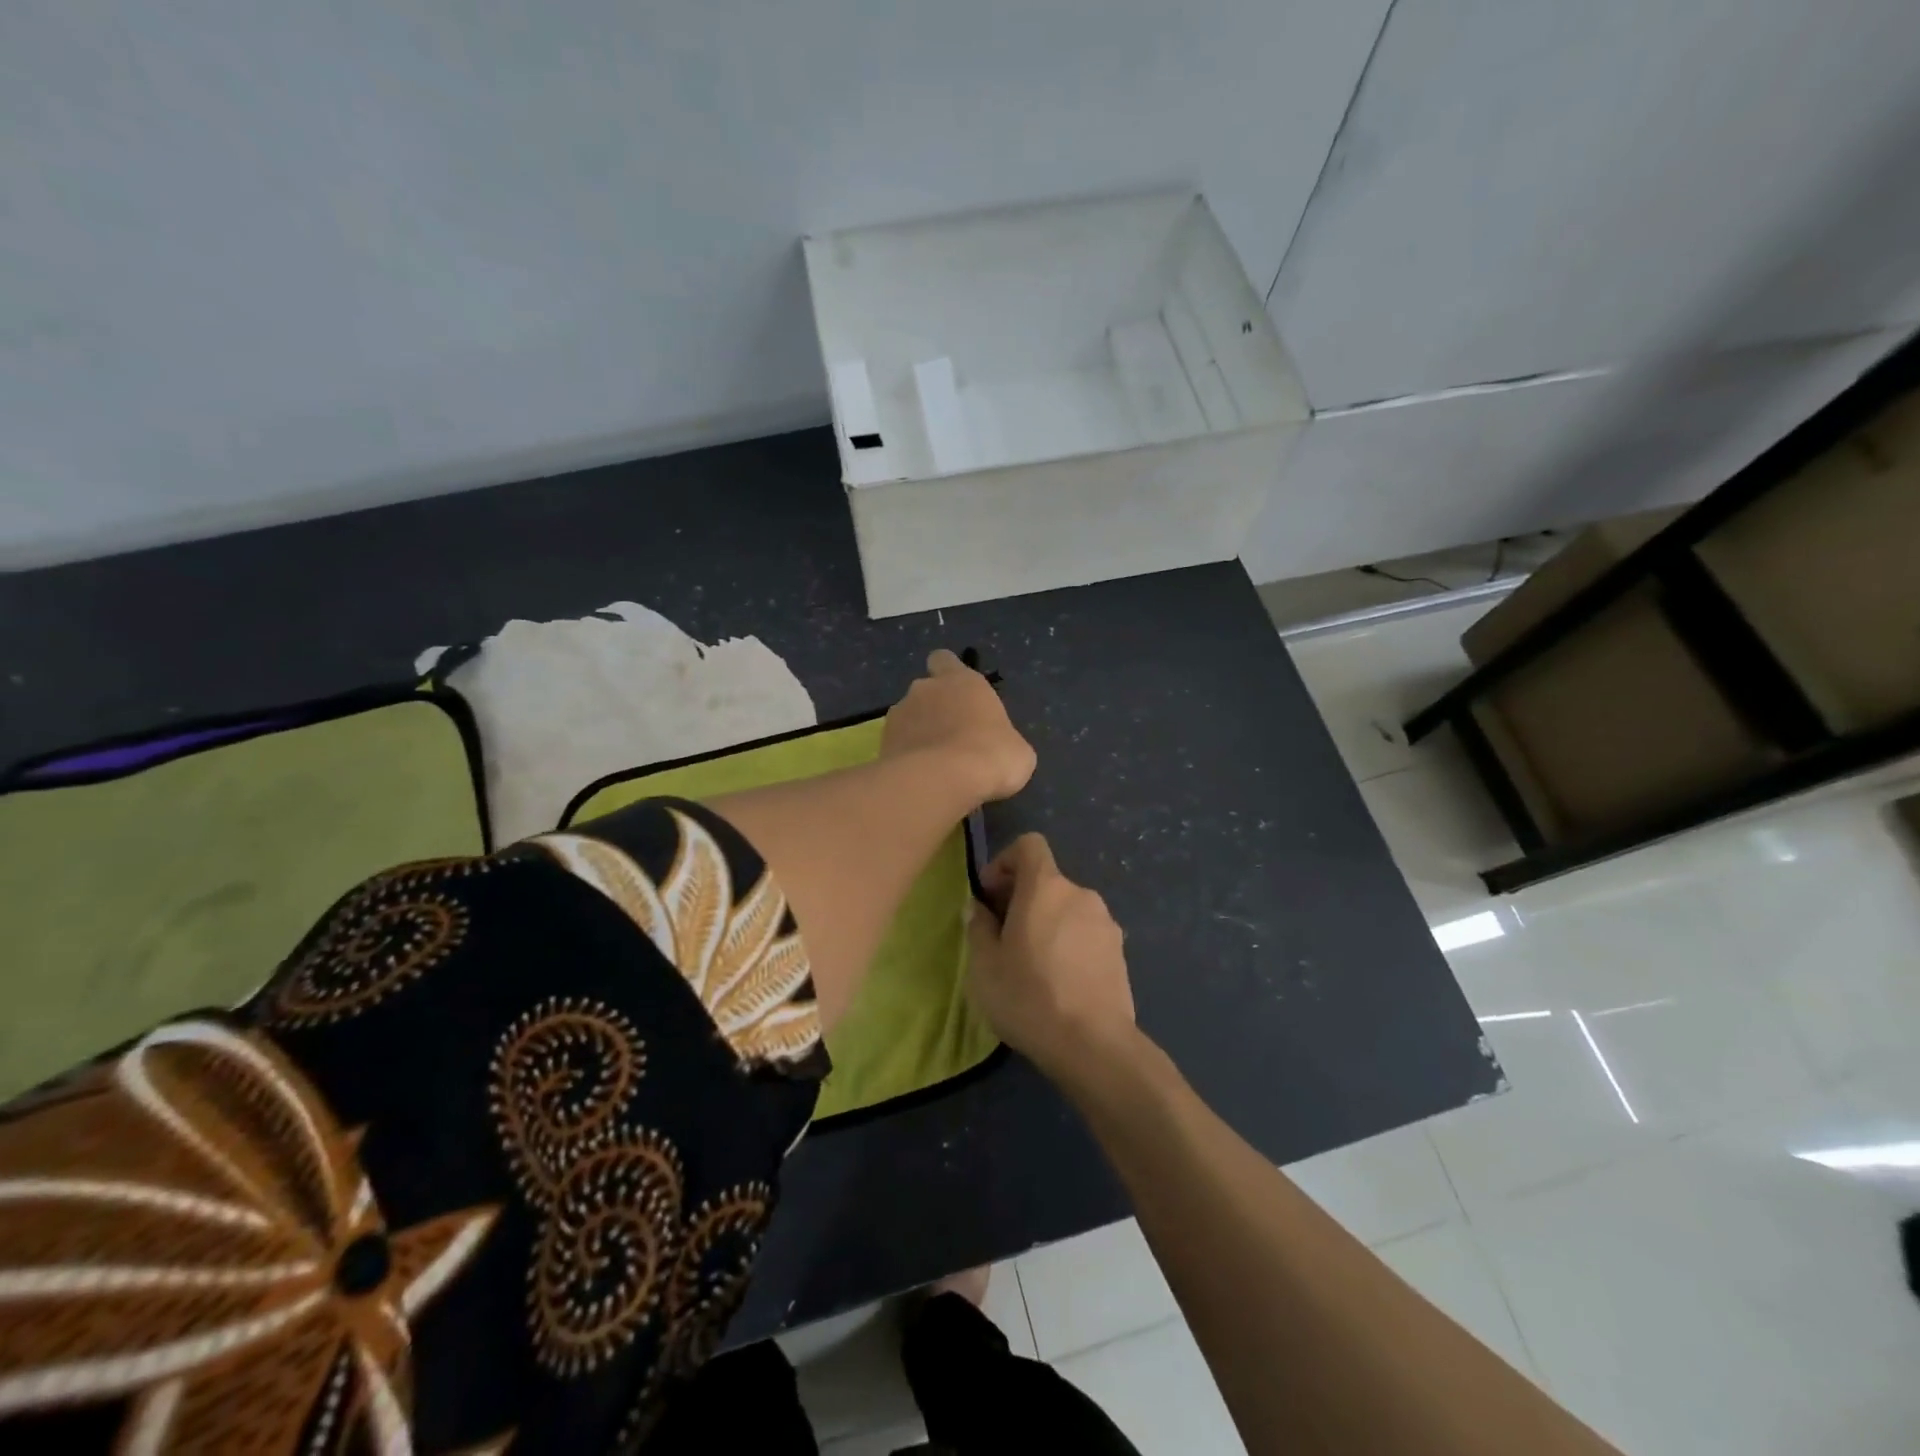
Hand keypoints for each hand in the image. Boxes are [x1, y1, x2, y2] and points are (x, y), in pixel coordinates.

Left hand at [882, 649, 1035, 804]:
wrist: (942, 781)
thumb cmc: (991, 755)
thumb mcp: (1017, 751)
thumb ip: (1001, 739)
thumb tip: (997, 748)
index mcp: (961, 680)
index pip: (945, 660)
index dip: (948, 674)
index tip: (957, 693)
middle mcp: (925, 689)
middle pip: (925, 691)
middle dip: (934, 710)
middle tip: (951, 738)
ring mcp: (899, 714)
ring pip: (908, 719)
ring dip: (917, 734)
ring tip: (933, 764)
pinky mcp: (882, 742)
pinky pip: (896, 745)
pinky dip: (905, 757)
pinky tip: (920, 778)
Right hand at [966, 834, 1135, 1078]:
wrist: (1093, 1044)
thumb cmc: (1028, 997)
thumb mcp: (984, 965)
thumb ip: (978, 927)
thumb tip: (980, 909)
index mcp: (1046, 887)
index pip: (1029, 845)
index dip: (1006, 860)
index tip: (991, 894)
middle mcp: (1081, 894)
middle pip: (1047, 880)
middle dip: (1022, 898)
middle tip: (1002, 936)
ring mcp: (1106, 923)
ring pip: (1068, 909)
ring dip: (1047, 923)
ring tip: (1032, 964)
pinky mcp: (1121, 952)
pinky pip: (1086, 934)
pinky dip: (1069, 944)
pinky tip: (1059, 982)